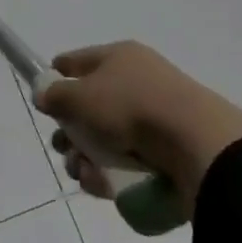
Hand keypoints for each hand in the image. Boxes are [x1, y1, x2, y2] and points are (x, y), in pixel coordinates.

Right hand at [35, 42, 241, 211]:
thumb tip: (43, 94)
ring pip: (108, 137)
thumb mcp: (80, 97)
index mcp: (119, 57)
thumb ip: (55, 95)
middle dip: (71, 131)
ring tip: (83, 173)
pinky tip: (102, 185)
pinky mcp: (170, 150)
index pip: (77, 61)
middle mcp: (138, 81)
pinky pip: (130, 159)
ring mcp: (156, 116)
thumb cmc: (131, 107)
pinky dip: (112, 172)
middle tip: (62, 147)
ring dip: (87, 156)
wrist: (198, 145)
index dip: (57, 77)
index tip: (44, 99)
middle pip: (91, 105)